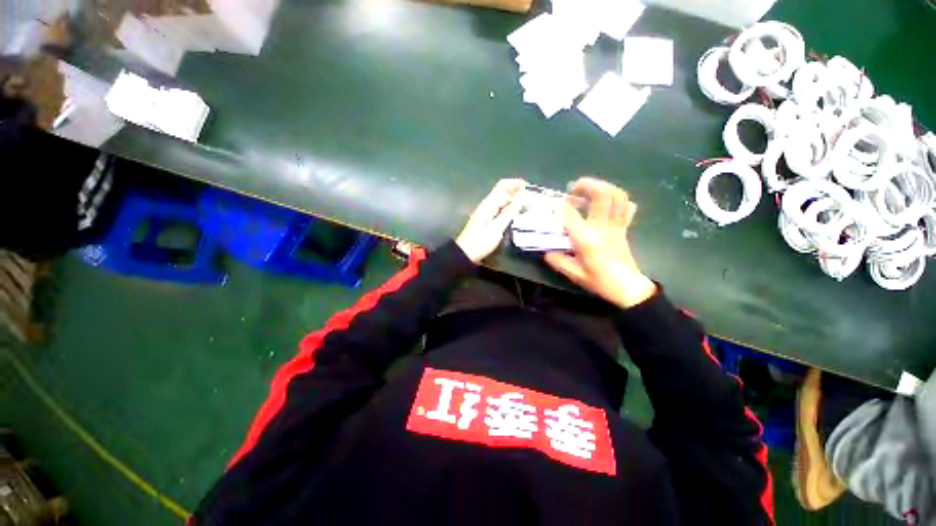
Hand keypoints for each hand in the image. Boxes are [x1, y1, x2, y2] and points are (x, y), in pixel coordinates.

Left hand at [456, 178, 525, 262]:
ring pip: (503, 201)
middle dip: (518, 193)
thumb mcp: (497, 228)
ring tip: (528, 208)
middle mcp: (487, 205)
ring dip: (515, 202)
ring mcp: (487, 212)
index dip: (517, 184)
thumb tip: (521, 196)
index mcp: (489, 204)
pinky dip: (510, 210)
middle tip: (533, 201)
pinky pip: (501, 210)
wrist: (466, 254)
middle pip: (504, 192)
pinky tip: (518, 217)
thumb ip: (509, 212)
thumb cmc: (481, 242)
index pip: (503, 185)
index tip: (531, 190)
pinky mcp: (488, 220)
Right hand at [544, 177, 656, 308]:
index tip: (553, 205)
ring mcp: (616, 225)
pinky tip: (606, 203)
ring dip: (603, 187)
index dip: (560, 206)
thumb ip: (558, 261)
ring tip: (589, 190)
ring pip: (617, 195)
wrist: (627, 287)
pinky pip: (625, 206)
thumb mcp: (573, 273)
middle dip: (587, 185)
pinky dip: (617, 198)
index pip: (570, 213)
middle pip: (601, 194)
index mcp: (586, 238)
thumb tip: (546, 252)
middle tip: (574, 189)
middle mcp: (602, 227)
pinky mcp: (624, 227)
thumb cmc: (599, 281)